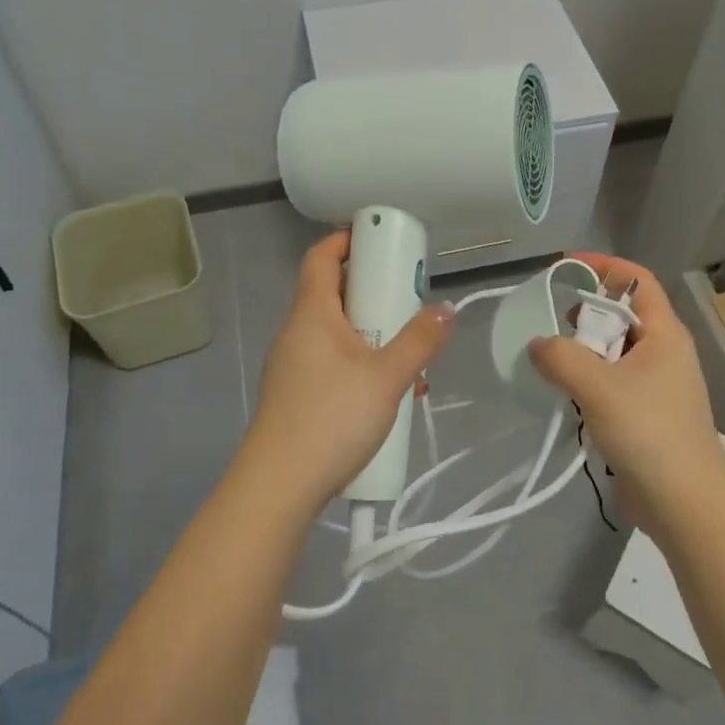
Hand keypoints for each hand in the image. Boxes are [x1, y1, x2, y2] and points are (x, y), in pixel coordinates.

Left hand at [242, 230, 453, 513]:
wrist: (279, 486)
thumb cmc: (332, 417)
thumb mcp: (387, 377)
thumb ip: (419, 340)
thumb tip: (445, 309)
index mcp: (312, 313)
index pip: (321, 256)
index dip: (347, 239)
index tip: (381, 239)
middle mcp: (297, 331)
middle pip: (332, 292)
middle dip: (373, 290)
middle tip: (408, 296)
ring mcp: (293, 364)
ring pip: (336, 331)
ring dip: (371, 331)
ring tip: (407, 349)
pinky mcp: (297, 394)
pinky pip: (332, 361)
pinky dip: (360, 361)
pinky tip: (389, 391)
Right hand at [528, 253, 724, 529]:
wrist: (685, 504)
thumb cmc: (648, 432)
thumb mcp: (598, 386)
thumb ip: (561, 357)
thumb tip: (538, 345)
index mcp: (664, 334)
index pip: (637, 280)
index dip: (604, 266)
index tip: (565, 267)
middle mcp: (663, 352)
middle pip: (622, 315)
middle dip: (585, 313)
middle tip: (550, 322)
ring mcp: (656, 385)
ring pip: (613, 351)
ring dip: (583, 351)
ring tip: (551, 362)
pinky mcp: (646, 414)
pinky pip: (611, 382)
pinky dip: (588, 381)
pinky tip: (565, 396)